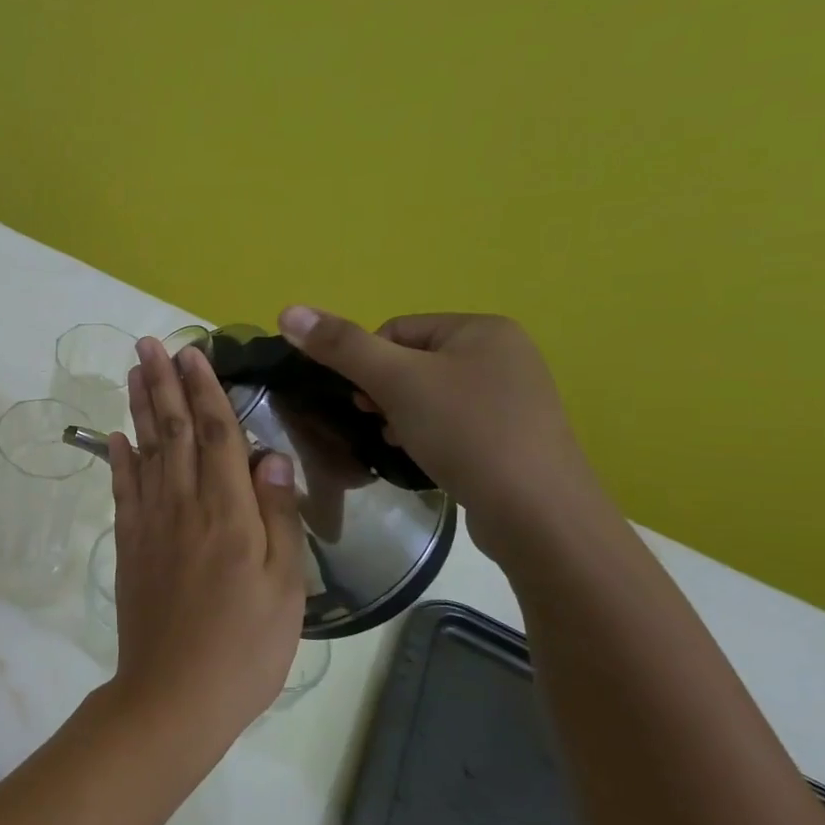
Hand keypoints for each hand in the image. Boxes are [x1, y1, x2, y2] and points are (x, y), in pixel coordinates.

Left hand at [103, 339, 307, 742]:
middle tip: (150, 343)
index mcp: (229, 512)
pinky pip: (122, 490)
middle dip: (163, 383)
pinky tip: (116, 435)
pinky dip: (118, 458)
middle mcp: (184, 505)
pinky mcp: (129, 544)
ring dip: (140, 407)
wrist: (175, 694)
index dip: (205, 390)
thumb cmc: (245, 647)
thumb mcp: (286, 587)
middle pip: (172, 431)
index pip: (216, 435)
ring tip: (134, 371)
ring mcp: (150, 523)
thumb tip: (270, 455)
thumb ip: (278, 516)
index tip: (194, 353)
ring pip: (144, 451)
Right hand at [276, 309, 607, 558]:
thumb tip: (287, 310)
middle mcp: (504, 353)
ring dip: (402, 416)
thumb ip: (341, 346)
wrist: (537, 514)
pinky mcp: (514, 435)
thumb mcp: (395, 382)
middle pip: (412, 362)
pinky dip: (429, 435)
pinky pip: (454, 422)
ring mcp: (514, 396)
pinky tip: (426, 458)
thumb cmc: (465, 433)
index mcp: (482, 328)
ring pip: (430, 394)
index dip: (367, 364)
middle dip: (385, 393)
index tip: (365, 401)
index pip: (396, 330)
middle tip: (380, 423)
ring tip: (401, 444)